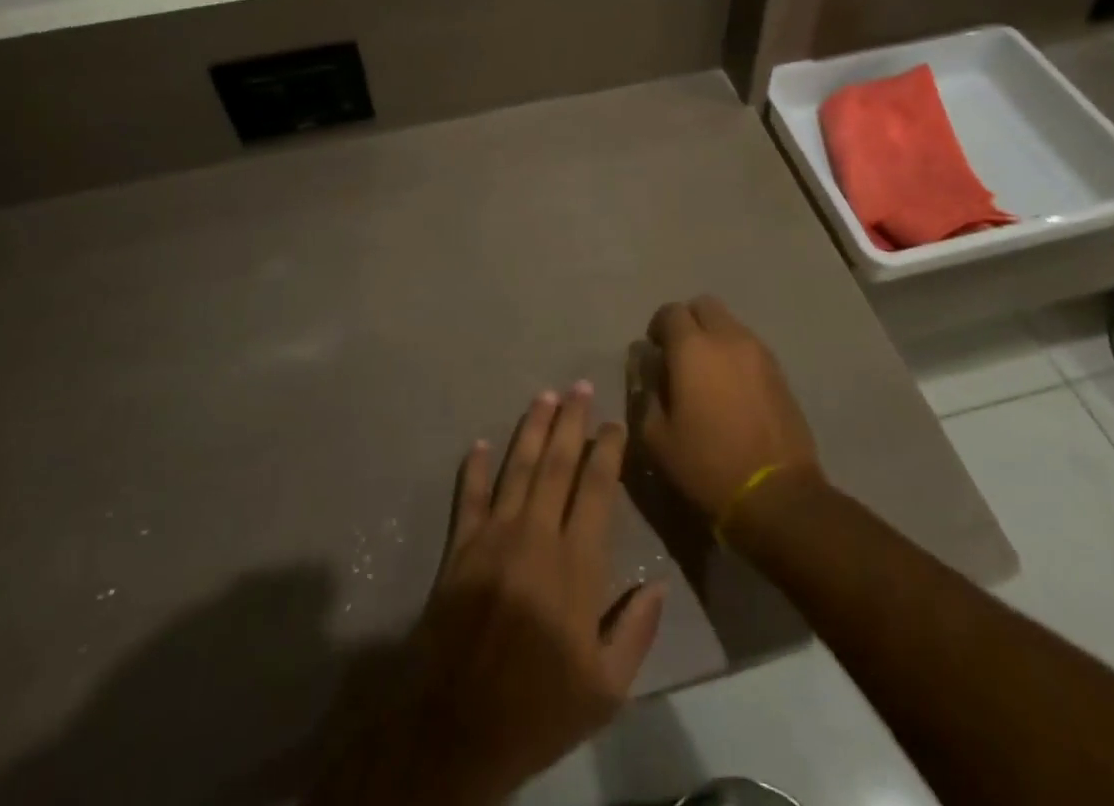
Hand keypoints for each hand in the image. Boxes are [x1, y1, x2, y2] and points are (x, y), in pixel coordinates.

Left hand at [313, 385, 664, 805]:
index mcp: (576, 564)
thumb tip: (657, 585)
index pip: (596, 489)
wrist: (456, 727)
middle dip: (570, 421)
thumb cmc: (538, 709)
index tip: (613, 423)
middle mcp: (536, 535)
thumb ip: (635, 632)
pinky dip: (474, 467)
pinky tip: (479, 443)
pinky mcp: (459, 547)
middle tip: (578, 386)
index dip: (606, 451)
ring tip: (543, 396)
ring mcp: (494, 536)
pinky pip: (469, 496)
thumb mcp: (605, 690)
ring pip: (518, 468)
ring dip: (531, 429)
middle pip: (557, 464)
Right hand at [633, 297, 822, 523]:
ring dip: (714, 337)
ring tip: (708, 375)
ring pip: (730, 324)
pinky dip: (735, 355)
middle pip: (704, 305)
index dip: (658, 327)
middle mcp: (728, 338)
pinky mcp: (780, 372)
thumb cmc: (707, 465)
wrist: (777, 494)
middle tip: (680, 355)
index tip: (655, 353)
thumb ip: (646, 393)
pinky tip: (731, 389)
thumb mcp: (657, 437)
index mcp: (692, 348)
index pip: (670, 312)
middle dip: (688, 322)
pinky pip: (750, 346)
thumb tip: (648, 368)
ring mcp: (759, 352)